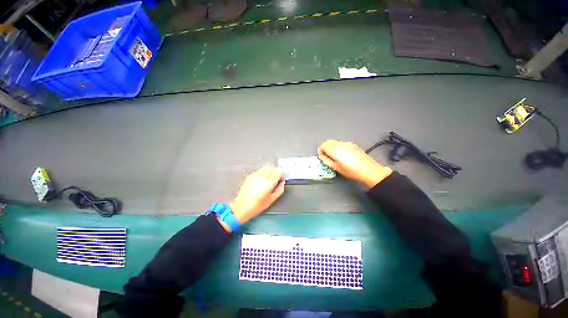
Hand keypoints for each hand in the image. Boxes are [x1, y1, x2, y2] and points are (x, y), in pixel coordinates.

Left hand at [229, 165, 285, 224]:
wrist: (241, 207)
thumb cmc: (257, 205)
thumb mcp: (272, 199)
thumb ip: (280, 189)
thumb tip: (282, 182)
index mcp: (268, 182)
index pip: (278, 172)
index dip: (282, 175)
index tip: (281, 180)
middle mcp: (262, 176)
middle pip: (272, 167)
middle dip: (276, 172)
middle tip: (277, 179)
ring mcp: (255, 174)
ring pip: (266, 167)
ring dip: (270, 171)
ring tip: (270, 179)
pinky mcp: (250, 175)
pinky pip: (260, 170)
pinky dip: (264, 172)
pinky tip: (262, 180)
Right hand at [318, 140, 392, 188]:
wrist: (369, 170)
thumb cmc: (351, 171)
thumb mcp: (336, 168)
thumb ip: (326, 160)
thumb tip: (322, 156)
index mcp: (335, 149)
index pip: (323, 145)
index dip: (320, 150)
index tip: (322, 157)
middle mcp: (341, 144)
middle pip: (328, 142)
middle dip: (325, 148)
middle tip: (326, 157)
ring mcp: (348, 143)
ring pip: (335, 142)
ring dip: (332, 147)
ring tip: (335, 157)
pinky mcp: (353, 145)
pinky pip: (342, 144)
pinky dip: (338, 147)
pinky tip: (343, 156)